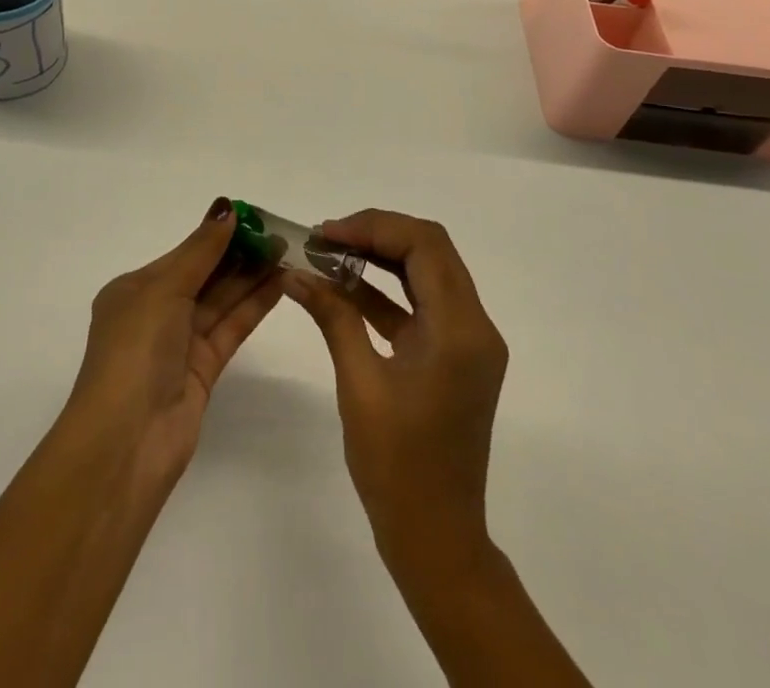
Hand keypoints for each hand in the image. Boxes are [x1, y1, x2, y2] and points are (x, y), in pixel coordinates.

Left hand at [64, 197, 284, 492]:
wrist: (126, 442)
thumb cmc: (135, 351)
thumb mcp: (163, 289)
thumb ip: (200, 251)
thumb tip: (227, 208)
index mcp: (134, 290)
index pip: (184, 254)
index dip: (217, 234)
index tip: (254, 217)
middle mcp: (156, 313)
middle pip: (204, 275)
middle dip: (238, 254)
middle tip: (279, 234)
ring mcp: (180, 344)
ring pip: (221, 301)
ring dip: (251, 277)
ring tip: (287, 252)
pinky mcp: (203, 371)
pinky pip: (230, 328)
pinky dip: (253, 306)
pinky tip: (279, 284)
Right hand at [283, 209, 508, 570]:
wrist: (437, 540)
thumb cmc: (397, 467)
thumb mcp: (359, 384)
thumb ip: (333, 316)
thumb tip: (294, 271)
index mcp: (460, 330)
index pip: (424, 245)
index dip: (373, 227)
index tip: (325, 233)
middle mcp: (475, 325)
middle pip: (429, 250)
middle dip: (375, 235)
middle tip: (324, 239)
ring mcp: (468, 341)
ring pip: (426, 272)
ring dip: (380, 258)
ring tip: (328, 254)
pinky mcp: (455, 356)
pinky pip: (421, 304)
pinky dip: (385, 290)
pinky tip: (343, 287)